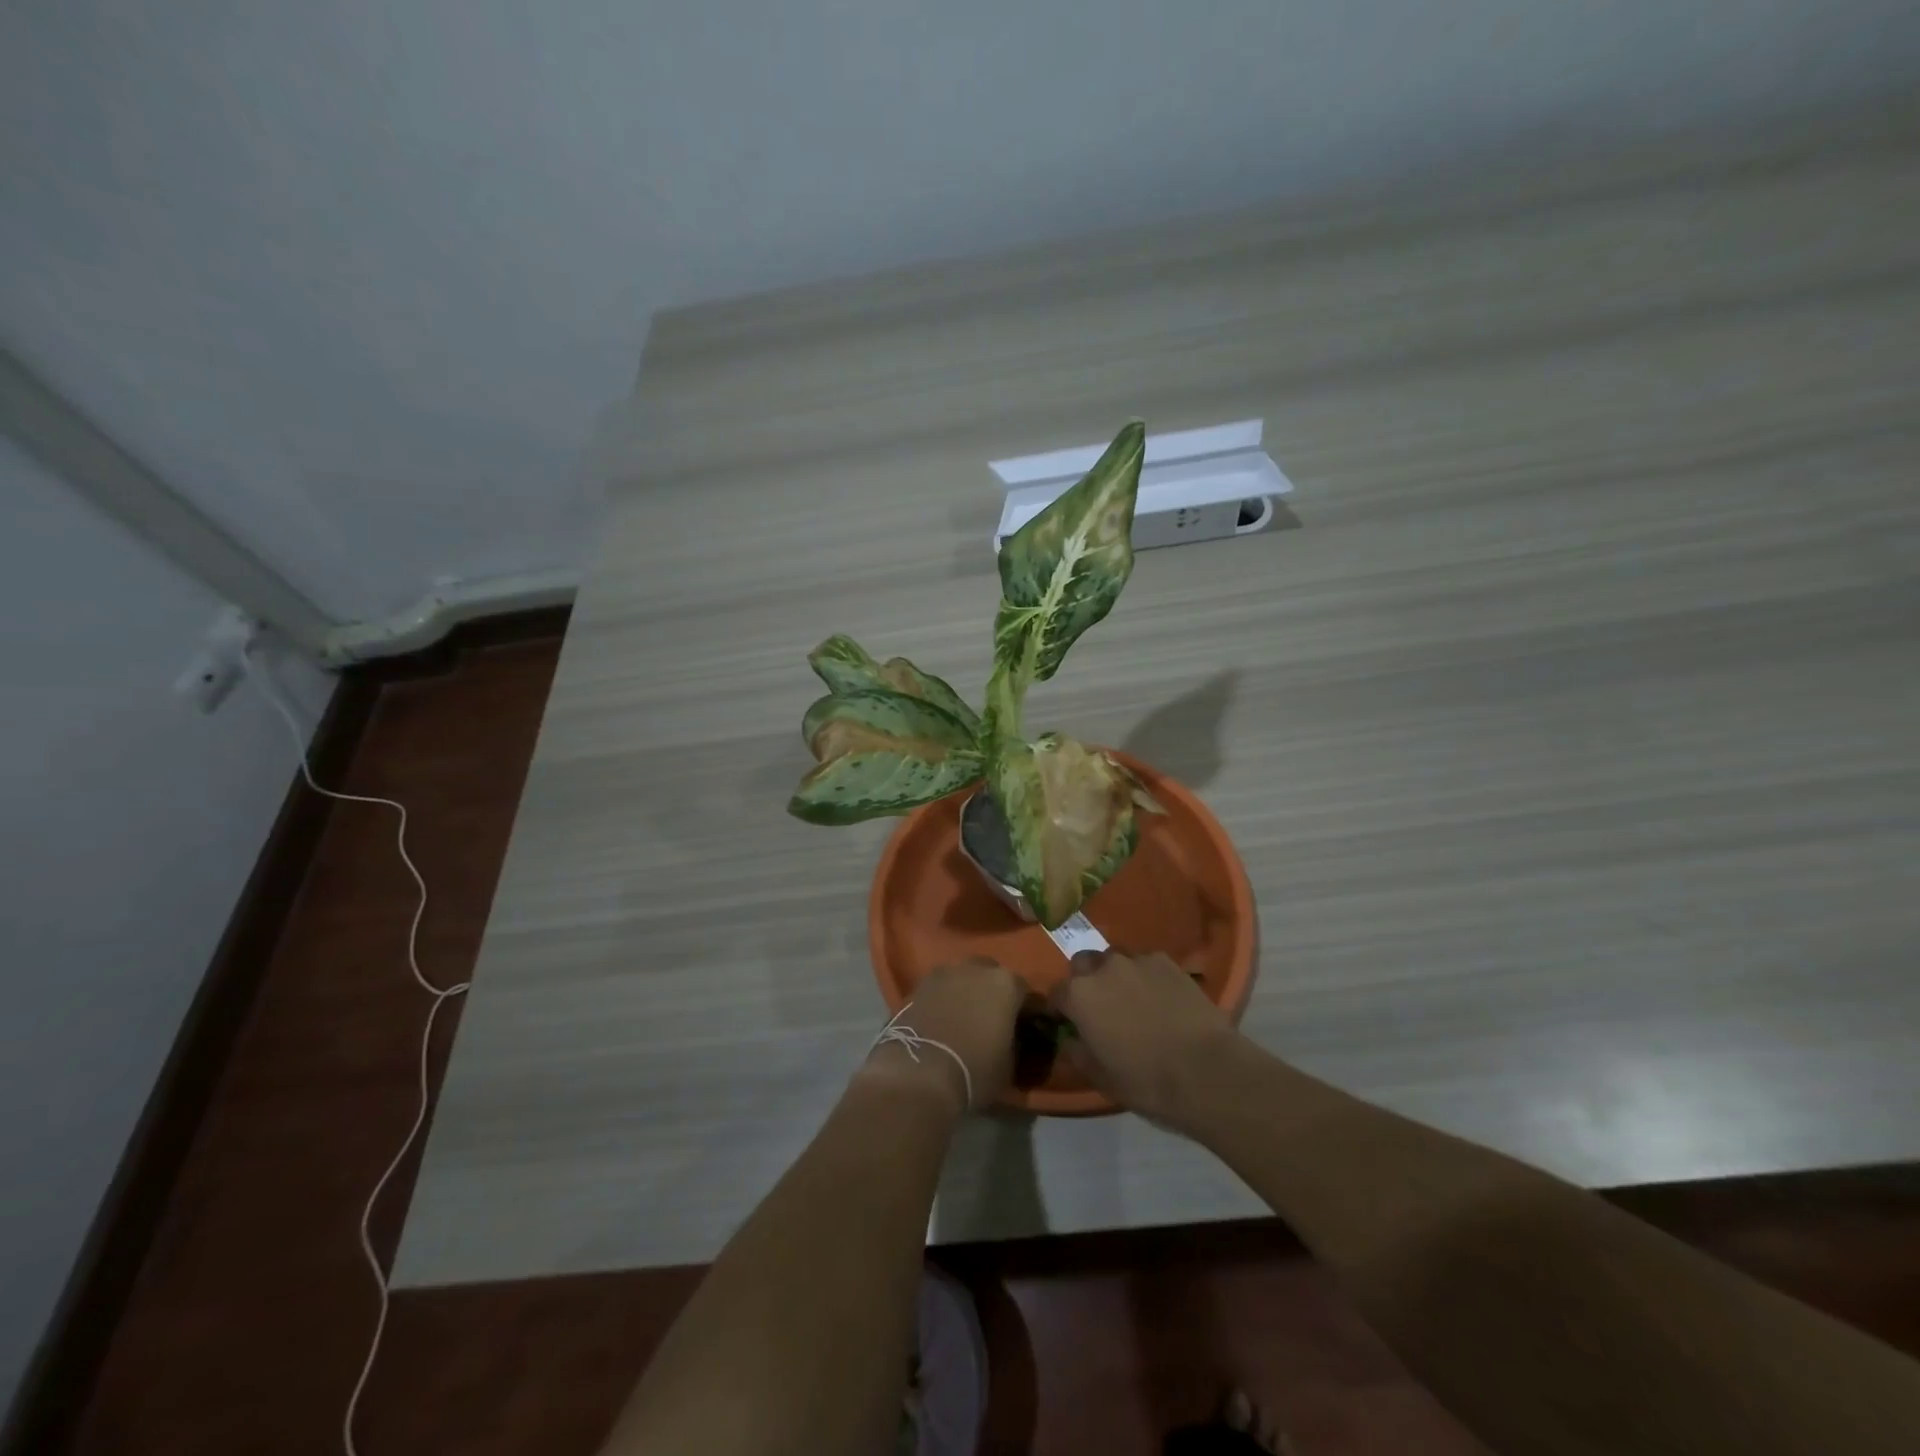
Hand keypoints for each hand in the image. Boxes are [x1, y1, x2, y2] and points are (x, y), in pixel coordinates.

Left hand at [862, 958, 1021, 1112]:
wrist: (919, 1074)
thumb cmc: (975, 1070)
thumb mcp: (1009, 1066)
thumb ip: (1014, 1043)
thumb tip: (1010, 1041)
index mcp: (1005, 983)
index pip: (1023, 990)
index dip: (1023, 1009)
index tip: (1022, 1026)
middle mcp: (975, 968)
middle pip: (989, 975)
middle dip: (991, 993)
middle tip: (991, 1019)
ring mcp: (943, 974)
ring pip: (961, 979)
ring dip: (964, 993)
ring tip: (962, 1021)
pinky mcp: (916, 986)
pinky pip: (937, 990)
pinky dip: (941, 1002)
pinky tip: (940, 1023)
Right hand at [1051, 949, 1239, 1125]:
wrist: (1207, 1070)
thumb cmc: (1146, 1080)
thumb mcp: (1100, 1078)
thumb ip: (1077, 1053)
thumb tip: (1069, 1040)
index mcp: (1079, 995)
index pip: (1056, 993)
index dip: (1060, 1009)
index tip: (1067, 1023)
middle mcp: (1103, 968)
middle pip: (1083, 964)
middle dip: (1085, 981)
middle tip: (1100, 1007)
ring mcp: (1137, 961)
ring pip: (1115, 959)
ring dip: (1115, 975)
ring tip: (1131, 1000)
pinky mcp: (1167, 962)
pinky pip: (1146, 963)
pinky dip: (1145, 976)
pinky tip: (1160, 998)